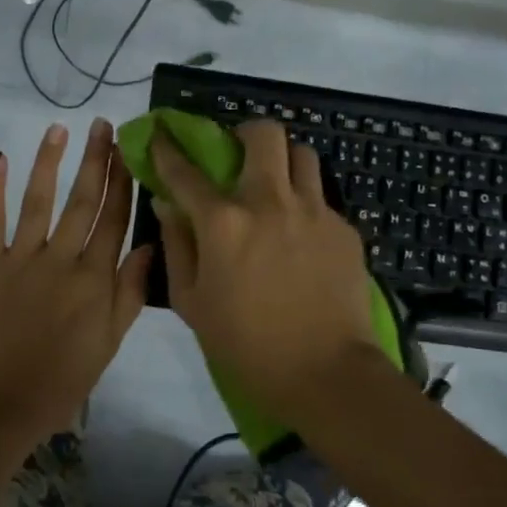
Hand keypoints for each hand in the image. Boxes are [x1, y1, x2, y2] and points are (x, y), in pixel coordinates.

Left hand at [0, 118, 152, 451]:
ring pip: (40, 200)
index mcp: (94, 280)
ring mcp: (21, 258)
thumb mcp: (110, 344)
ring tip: (59, 128)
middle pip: (83, 201)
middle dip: (96, 160)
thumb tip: (148, 245)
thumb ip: (129, 293)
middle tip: (104, 125)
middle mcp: (61, 259)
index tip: (130, 150)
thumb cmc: (61, 380)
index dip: (123, 182)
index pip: (114, 220)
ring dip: (50, 161)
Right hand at [151, 119, 380, 423]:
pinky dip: (305, 205)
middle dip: (246, 134)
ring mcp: (313, 211)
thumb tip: (167, 204)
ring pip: (302, 154)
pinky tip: (301, 238)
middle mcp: (269, 202)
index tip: (161, 133)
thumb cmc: (246, 345)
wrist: (326, 374)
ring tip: (276, 189)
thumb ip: (176, 245)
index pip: (186, 170)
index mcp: (224, 222)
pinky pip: (321, 198)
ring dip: (283, 162)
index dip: (168, 147)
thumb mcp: (192, 302)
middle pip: (264, 134)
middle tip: (239, 156)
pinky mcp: (344, 229)